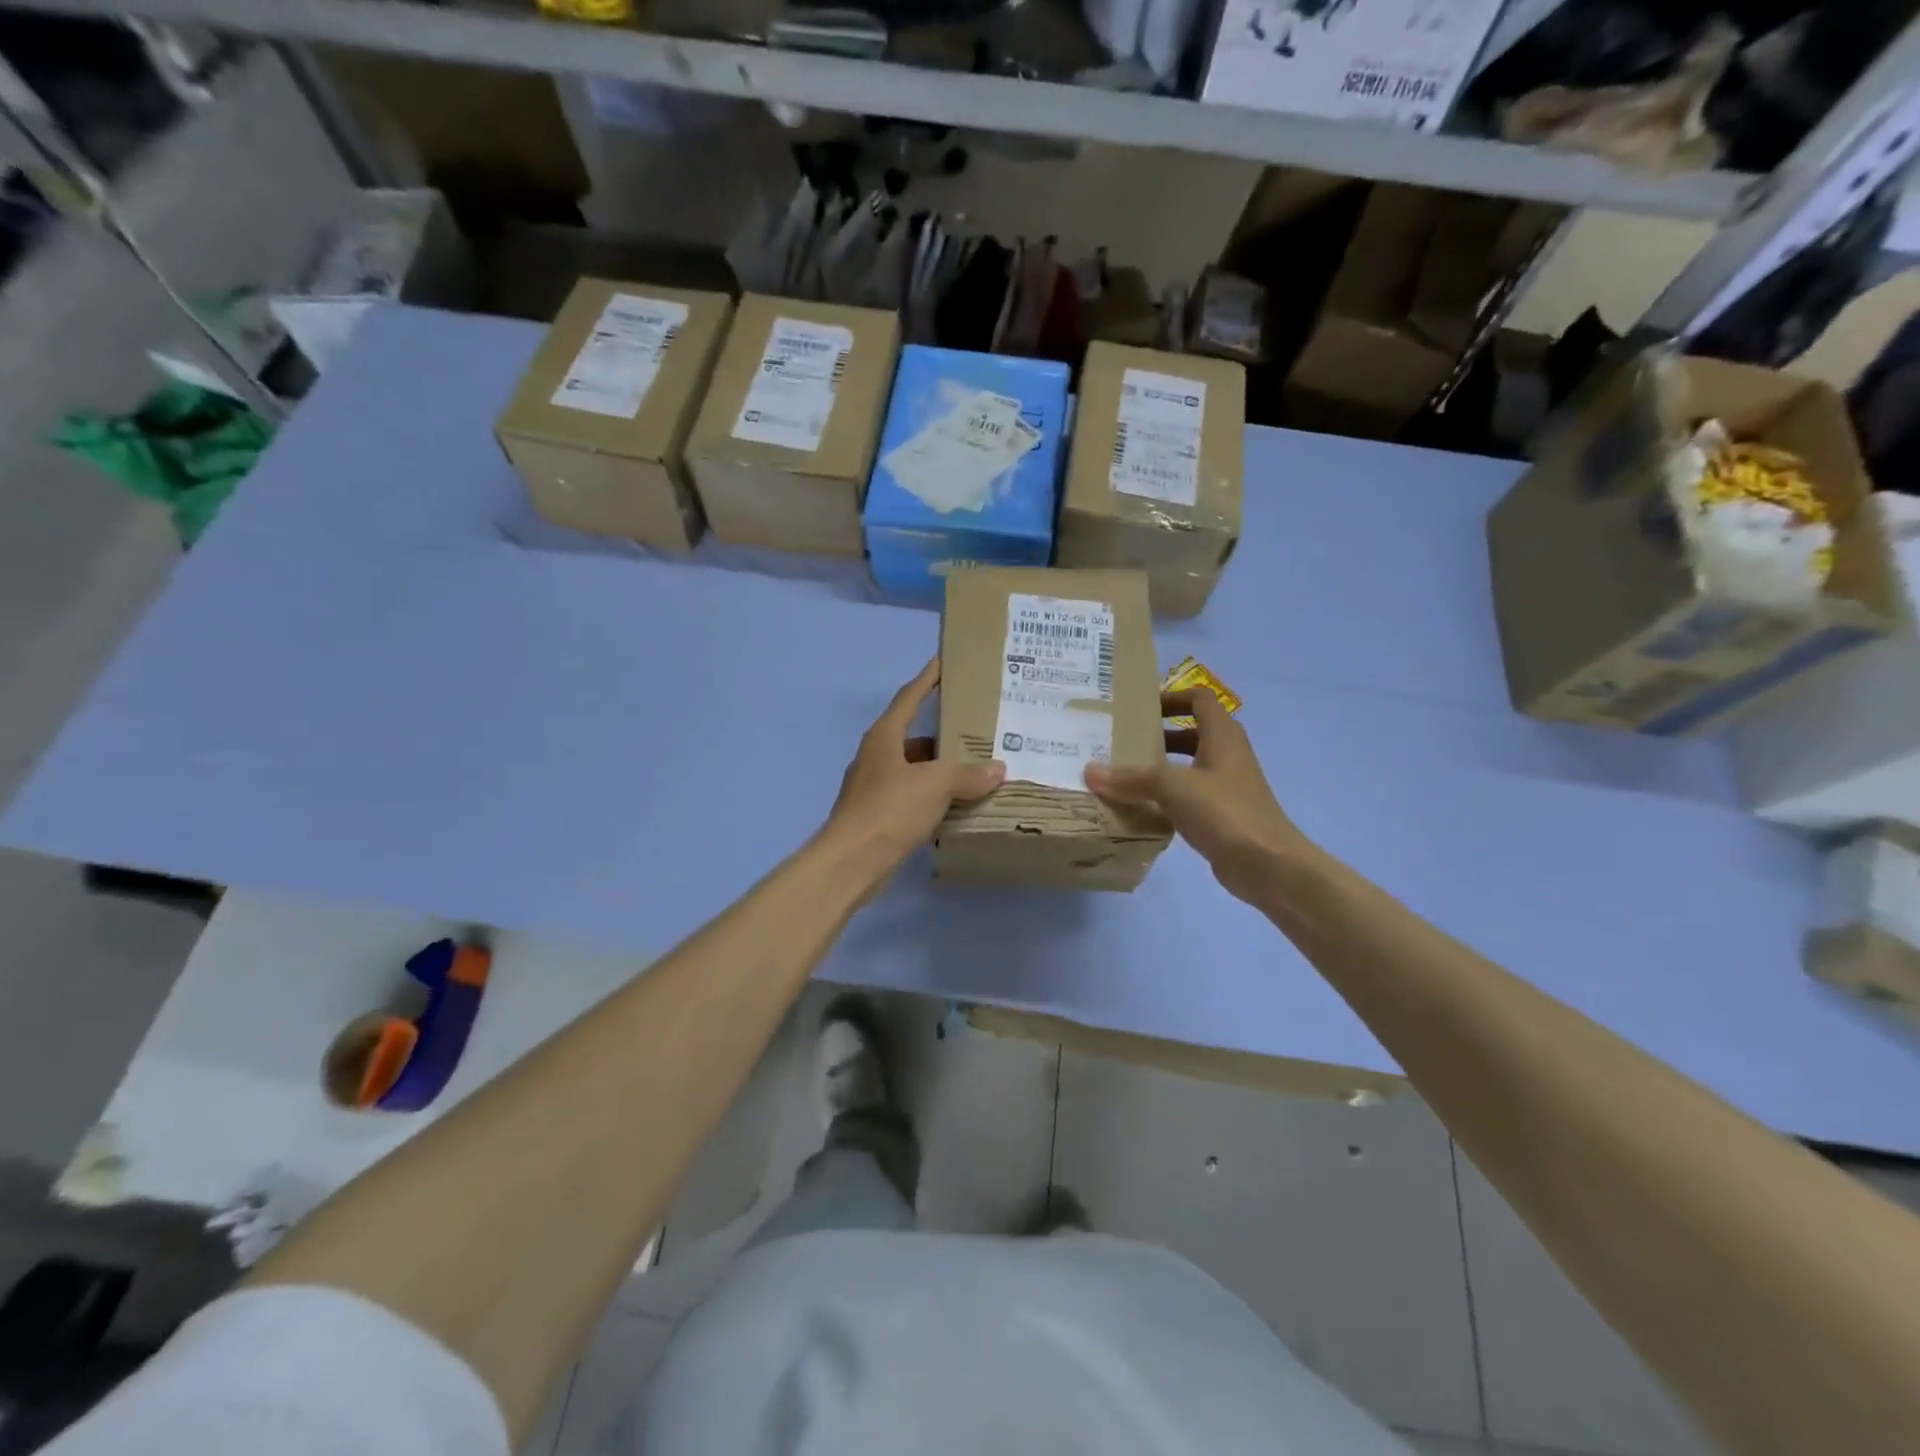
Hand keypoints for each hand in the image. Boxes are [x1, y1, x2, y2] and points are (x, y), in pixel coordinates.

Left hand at [823, 658, 1004, 877]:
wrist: (851, 862)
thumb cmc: (890, 810)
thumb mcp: (935, 785)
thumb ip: (968, 774)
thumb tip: (998, 769)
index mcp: (884, 737)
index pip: (909, 697)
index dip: (927, 679)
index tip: (943, 662)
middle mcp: (877, 756)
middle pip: (914, 736)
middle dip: (944, 733)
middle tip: (977, 728)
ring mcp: (874, 787)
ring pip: (915, 769)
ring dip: (941, 770)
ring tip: (976, 769)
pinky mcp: (878, 815)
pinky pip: (913, 797)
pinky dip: (934, 798)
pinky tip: (958, 806)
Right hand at [1084, 689, 1309, 905]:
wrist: (1269, 866)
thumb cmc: (1225, 812)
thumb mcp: (1173, 787)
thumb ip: (1131, 778)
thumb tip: (1090, 771)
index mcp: (1222, 736)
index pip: (1199, 700)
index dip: (1172, 698)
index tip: (1140, 709)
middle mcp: (1227, 755)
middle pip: (1191, 733)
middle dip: (1157, 735)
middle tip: (1122, 743)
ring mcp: (1227, 787)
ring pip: (1188, 767)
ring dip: (1160, 768)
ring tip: (1123, 776)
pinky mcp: (1222, 815)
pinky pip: (1188, 797)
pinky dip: (1166, 798)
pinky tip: (1140, 809)